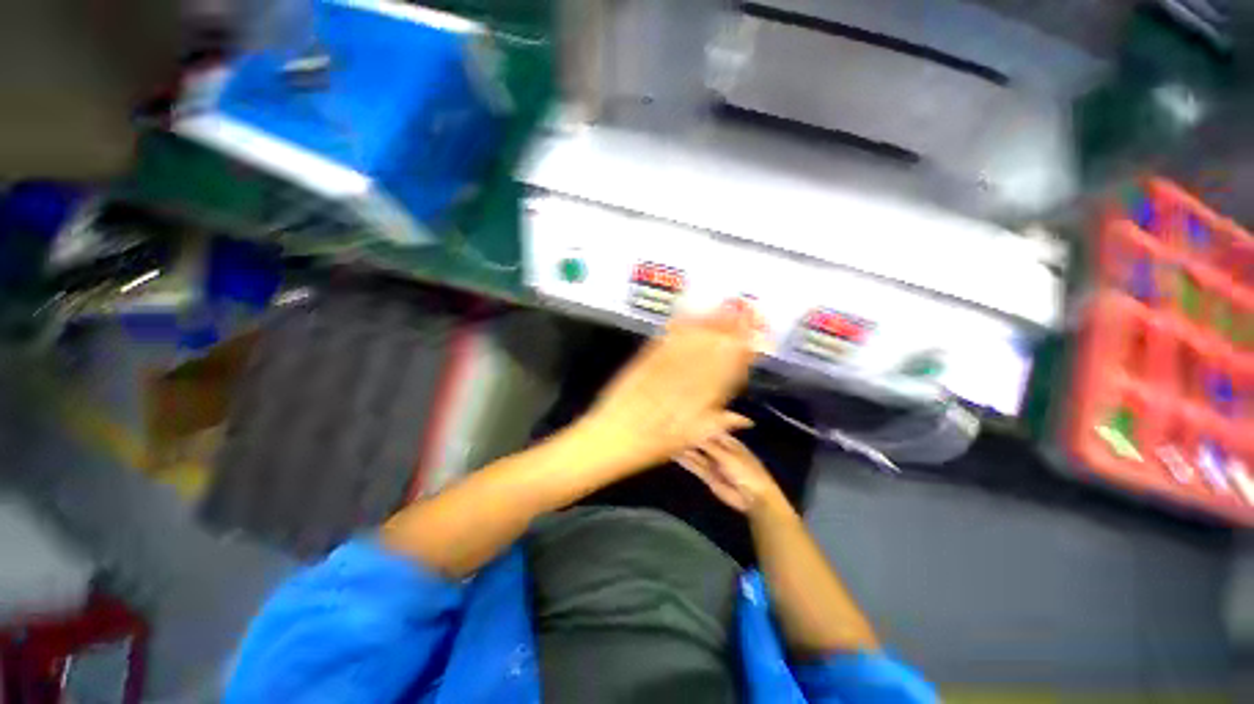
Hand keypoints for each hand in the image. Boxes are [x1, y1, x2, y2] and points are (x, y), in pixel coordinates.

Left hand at [572, 307, 757, 476]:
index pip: (725, 373)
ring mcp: (662, 368)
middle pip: (710, 351)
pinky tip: (688, 314)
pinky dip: (679, 327)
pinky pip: (665, 341)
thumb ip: (715, 425)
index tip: (754, 339)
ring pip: (691, 343)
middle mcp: (683, 381)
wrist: (610, 438)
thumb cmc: (649, 446)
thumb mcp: (686, 441)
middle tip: (744, 312)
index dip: (741, 354)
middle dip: (730, 330)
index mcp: (697, 402)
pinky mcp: (643, 361)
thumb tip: (743, 419)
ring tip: (724, 306)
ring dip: (709, 323)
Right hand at [676, 433, 786, 515]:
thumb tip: (694, 433)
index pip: (711, 431)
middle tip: (671, 431)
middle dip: (689, 438)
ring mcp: (714, 464)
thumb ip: (710, 445)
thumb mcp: (728, 455)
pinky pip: (696, 467)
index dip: (698, 426)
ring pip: (697, 455)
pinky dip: (686, 462)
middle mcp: (720, 451)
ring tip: (669, 442)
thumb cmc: (745, 471)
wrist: (753, 498)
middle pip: (702, 443)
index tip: (683, 420)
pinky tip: (675, 456)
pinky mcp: (709, 477)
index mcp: (729, 442)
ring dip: (685, 450)